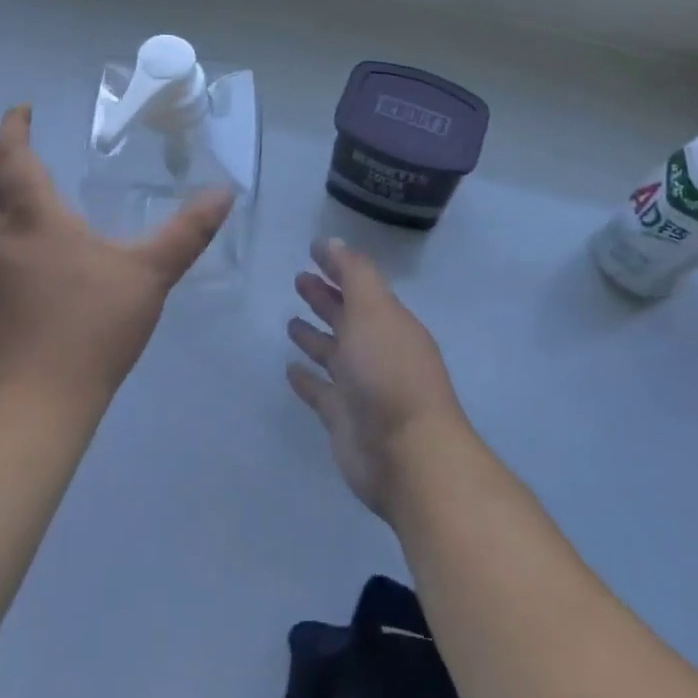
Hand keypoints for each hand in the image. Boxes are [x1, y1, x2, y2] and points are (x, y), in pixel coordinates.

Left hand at [0, 106, 232, 415]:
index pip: (11, 159)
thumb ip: (187, 232)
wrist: (35, 405)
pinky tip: (5, 251)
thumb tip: (223, 193)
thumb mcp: (151, 276)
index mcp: (36, 221)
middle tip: (6, 140)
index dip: (11, 128)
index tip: (21, 111)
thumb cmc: (93, 329)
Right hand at [286, 239, 470, 519]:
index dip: (338, 266)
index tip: (313, 249)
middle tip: (298, 279)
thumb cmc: (390, 372)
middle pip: (346, 316)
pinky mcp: (343, 418)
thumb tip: (332, 242)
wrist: (407, 455)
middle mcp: (376, 350)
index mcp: (388, 321)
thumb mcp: (374, 310)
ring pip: (333, 353)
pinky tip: (290, 369)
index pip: (359, 285)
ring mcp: (360, 386)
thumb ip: (354, 274)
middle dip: (324, 298)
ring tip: (290, 322)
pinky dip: (307, 380)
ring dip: (314, 336)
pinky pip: (321, 392)